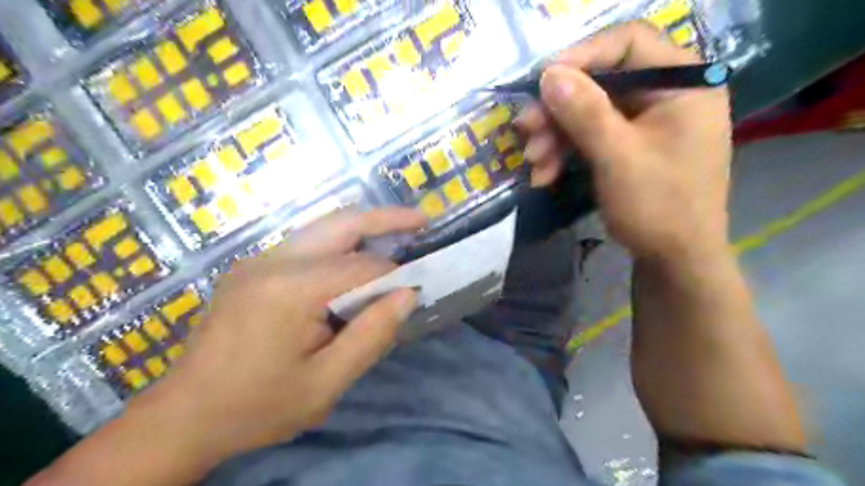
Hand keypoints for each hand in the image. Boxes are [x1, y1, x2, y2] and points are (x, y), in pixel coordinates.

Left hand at [161, 207, 424, 454]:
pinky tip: (355, 257)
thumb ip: (371, 335)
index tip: (416, 286)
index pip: (360, 266)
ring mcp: (258, 260)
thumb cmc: (258, 406)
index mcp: (289, 290)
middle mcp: (272, 261)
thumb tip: (408, 294)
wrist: (183, 416)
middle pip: (340, 224)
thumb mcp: (325, 384)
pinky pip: (306, 243)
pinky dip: (339, 242)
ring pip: (322, 227)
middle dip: (385, 219)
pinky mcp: (252, 268)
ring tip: (396, 233)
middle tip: (421, 220)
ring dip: (362, 228)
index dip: (394, 274)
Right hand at [517, 20, 732, 260]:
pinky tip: (544, 175)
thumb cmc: (658, 207)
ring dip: (555, 137)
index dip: (582, 56)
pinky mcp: (628, 146)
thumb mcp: (618, 157)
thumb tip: (549, 73)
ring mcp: (645, 123)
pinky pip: (591, 137)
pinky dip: (565, 153)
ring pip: (589, 113)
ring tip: (533, 162)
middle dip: (558, 110)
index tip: (543, 82)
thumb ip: (585, 112)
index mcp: (682, 84)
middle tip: (525, 130)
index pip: (629, 43)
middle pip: (601, 82)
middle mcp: (665, 95)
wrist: (674, 261)